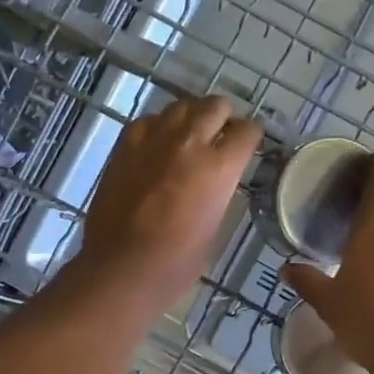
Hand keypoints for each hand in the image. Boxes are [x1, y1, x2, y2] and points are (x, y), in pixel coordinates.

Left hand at [77, 96, 262, 315]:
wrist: (122, 268)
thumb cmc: (177, 262)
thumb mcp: (215, 224)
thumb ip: (220, 190)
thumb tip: (217, 178)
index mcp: (220, 167)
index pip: (247, 131)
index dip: (251, 137)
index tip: (248, 144)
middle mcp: (190, 142)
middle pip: (215, 106)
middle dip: (223, 118)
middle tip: (220, 137)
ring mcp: (154, 139)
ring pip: (181, 105)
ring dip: (191, 117)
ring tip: (189, 137)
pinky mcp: (125, 145)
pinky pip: (148, 120)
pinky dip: (158, 127)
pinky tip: (157, 146)